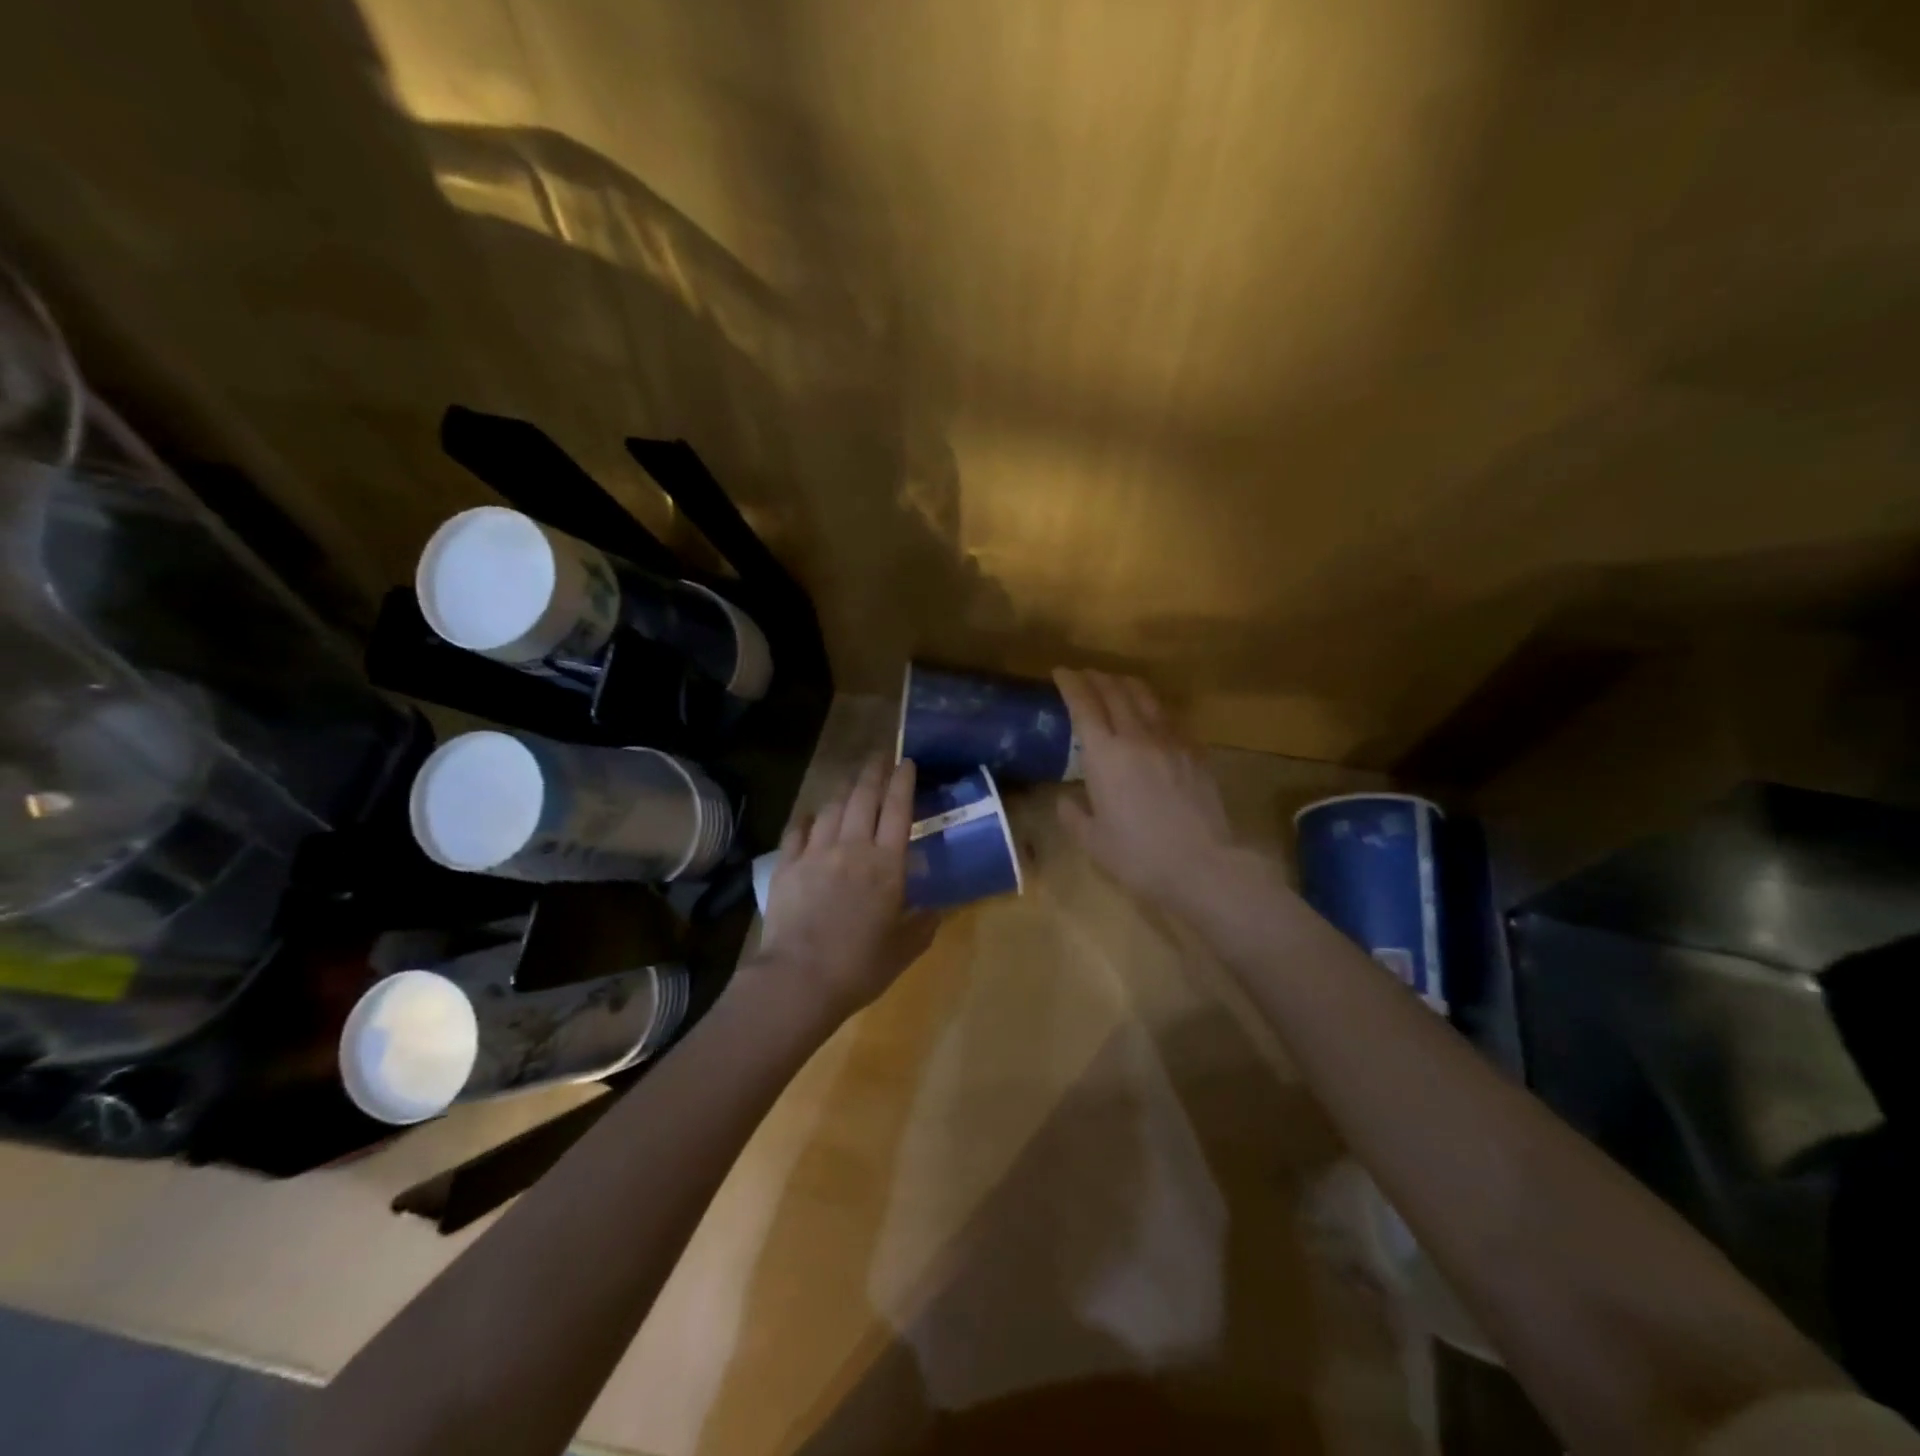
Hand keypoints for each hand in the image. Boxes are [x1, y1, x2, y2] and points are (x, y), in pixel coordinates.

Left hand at [754, 754, 938, 1023]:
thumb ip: (924, 924)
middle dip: (874, 772)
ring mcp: (816, 853)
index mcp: (886, 864)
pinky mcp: (787, 866)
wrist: (799, 979)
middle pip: (863, 798)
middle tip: (880, 756)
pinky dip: (808, 818)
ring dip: (844, 789)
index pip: (898, 810)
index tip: (906, 761)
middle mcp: (852, 847)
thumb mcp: (905, 949)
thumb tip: (936, 909)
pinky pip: (798, 831)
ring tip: (851, 780)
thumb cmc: (861, 965)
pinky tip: (812, 815)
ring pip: (832, 808)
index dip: (903, 782)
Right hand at [1054, 669, 1241, 908]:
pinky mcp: (1195, 751)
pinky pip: (1169, 717)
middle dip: (1096, 677)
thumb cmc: (1140, 856)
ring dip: (1125, 684)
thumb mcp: (1093, 842)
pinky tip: (1150, 717)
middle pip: (1115, 691)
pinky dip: (1151, 708)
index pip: (1084, 704)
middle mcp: (1137, 736)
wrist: (1205, 865)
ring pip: (1145, 697)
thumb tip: (1065, 799)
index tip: (1060, 672)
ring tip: (1115, 685)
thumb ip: (1072, 815)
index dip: (1071, 683)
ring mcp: (1171, 740)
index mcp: (1105, 755)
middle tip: (1084, 676)